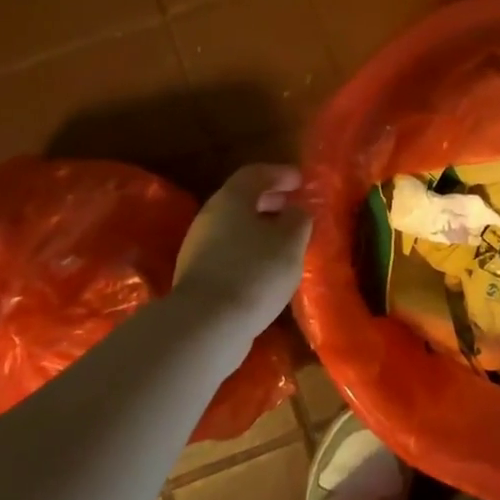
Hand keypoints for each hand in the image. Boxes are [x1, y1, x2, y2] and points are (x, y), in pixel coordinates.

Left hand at [173, 165, 311, 332]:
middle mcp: (210, 217)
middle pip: (241, 200)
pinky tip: (267, 269)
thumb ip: (298, 219)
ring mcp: (199, 248)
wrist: (207, 326)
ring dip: (260, 228)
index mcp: (231, 199)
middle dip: (269, 201)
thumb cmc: (255, 272)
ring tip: (285, 241)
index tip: (300, 180)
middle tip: (293, 208)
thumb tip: (296, 211)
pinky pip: (229, 252)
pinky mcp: (198, 277)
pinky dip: (250, 251)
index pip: (255, 174)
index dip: (280, 173)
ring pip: (235, 227)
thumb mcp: (291, 241)